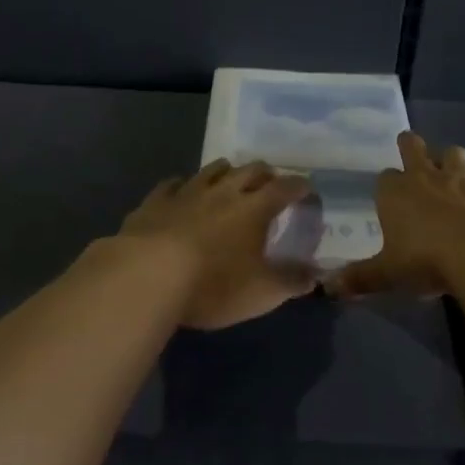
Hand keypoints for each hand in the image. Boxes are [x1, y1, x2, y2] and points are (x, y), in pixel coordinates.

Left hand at [119, 160, 315, 329]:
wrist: (147, 275)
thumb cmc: (213, 284)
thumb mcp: (260, 293)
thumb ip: (290, 282)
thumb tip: (316, 274)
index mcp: (254, 209)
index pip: (284, 188)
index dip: (299, 186)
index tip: (307, 188)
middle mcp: (223, 192)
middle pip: (250, 171)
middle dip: (265, 173)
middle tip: (271, 181)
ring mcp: (187, 193)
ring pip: (212, 171)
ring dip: (226, 171)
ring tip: (231, 175)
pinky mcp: (155, 202)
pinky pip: (171, 184)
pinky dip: (181, 184)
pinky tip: (179, 187)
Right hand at [328, 133, 464, 298]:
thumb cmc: (426, 261)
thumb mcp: (387, 274)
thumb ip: (360, 278)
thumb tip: (328, 288)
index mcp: (395, 192)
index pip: (385, 179)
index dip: (387, 186)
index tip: (389, 196)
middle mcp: (426, 176)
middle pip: (413, 147)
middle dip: (411, 147)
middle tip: (411, 150)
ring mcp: (463, 177)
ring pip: (454, 153)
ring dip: (453, 161)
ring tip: (455, 174)